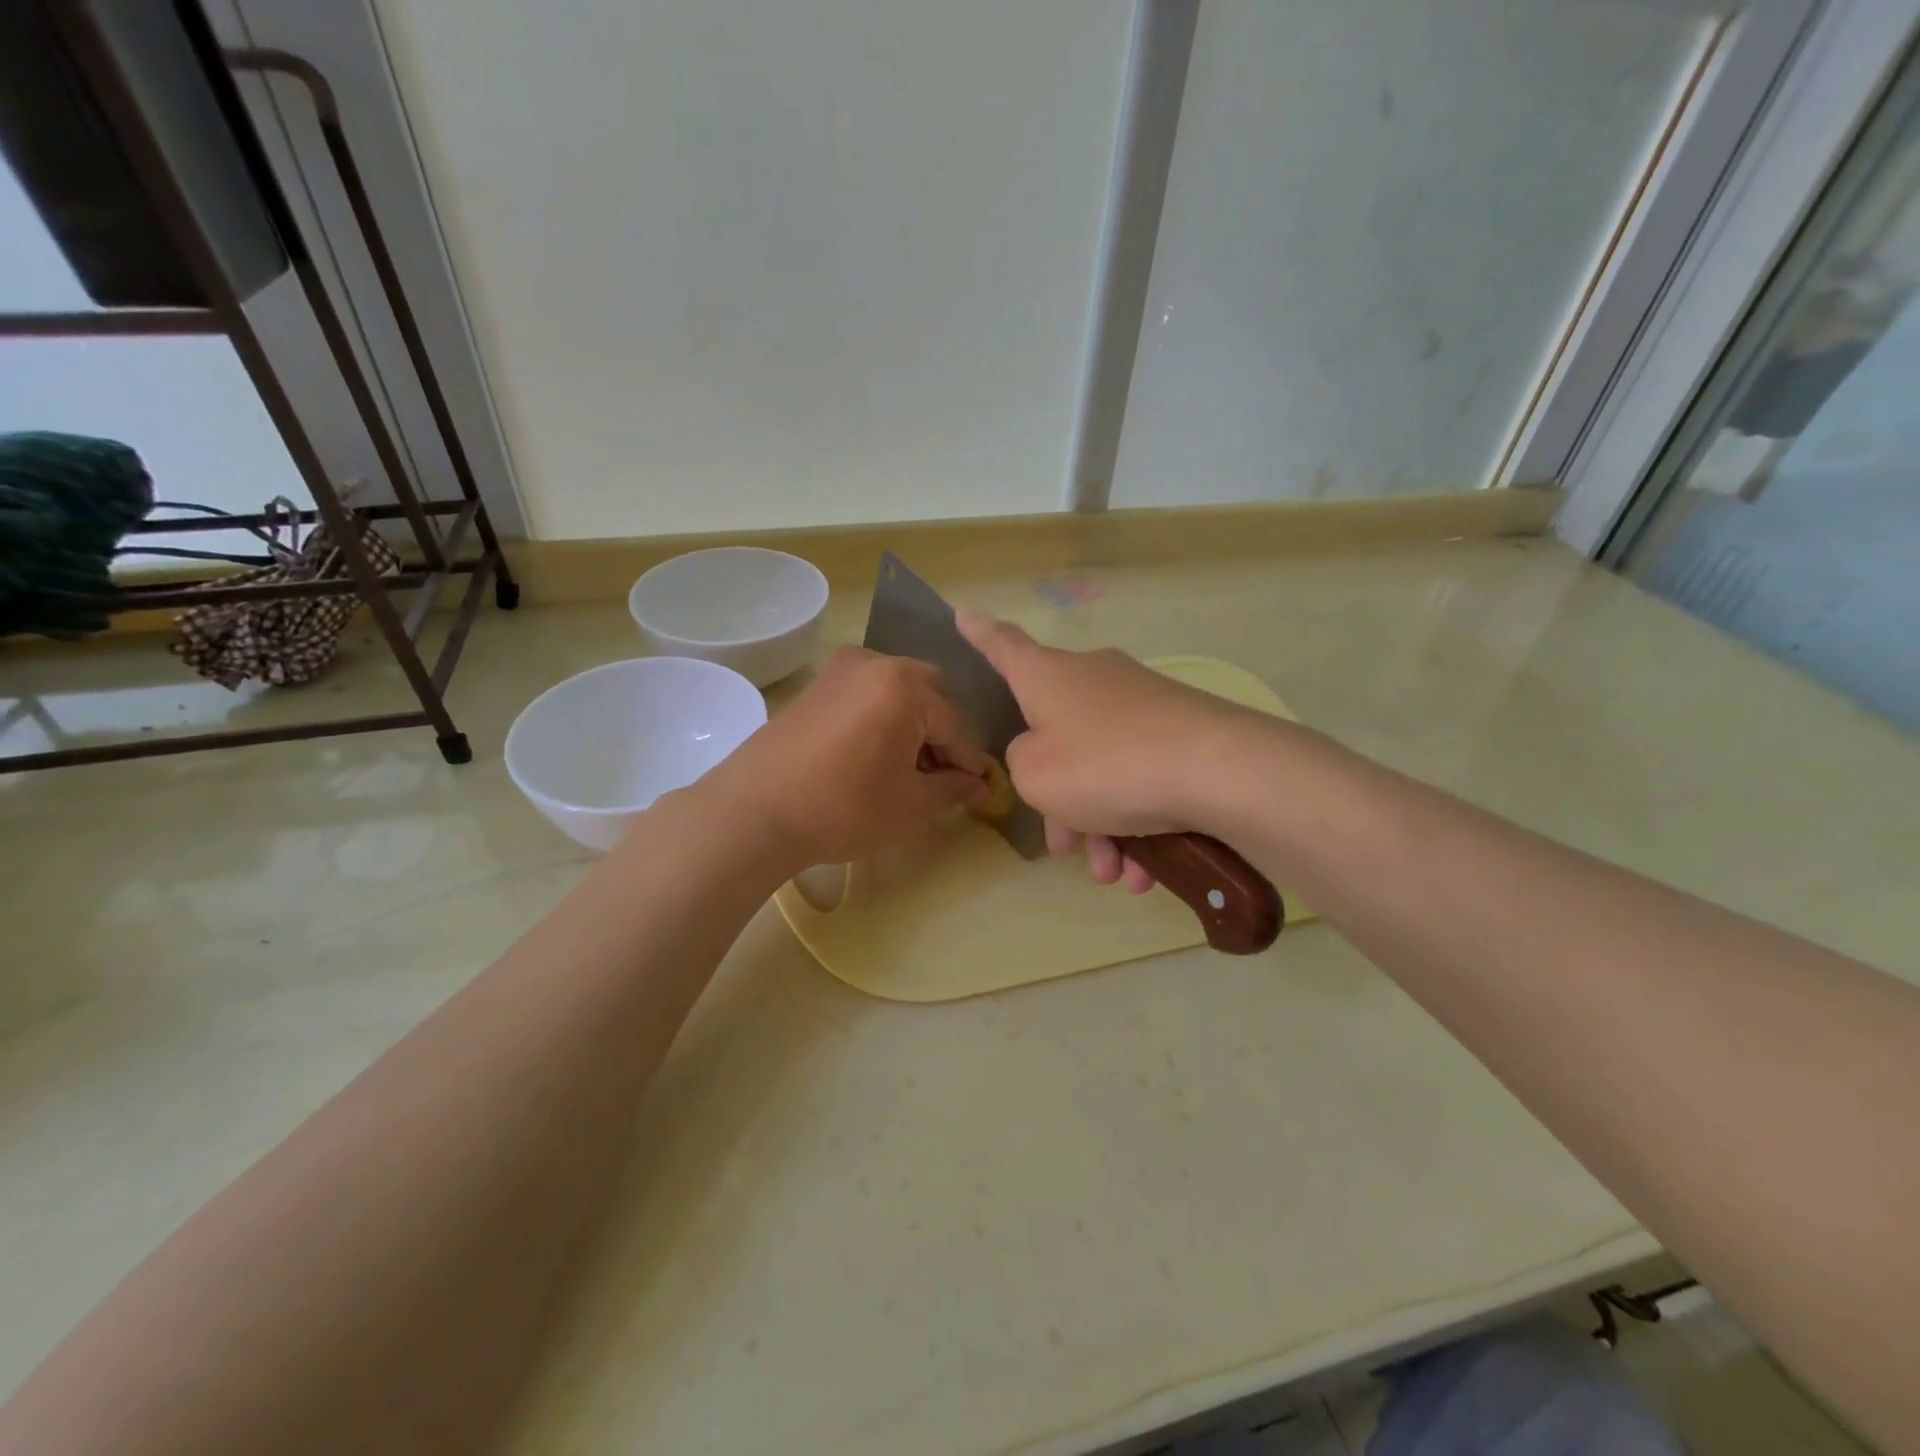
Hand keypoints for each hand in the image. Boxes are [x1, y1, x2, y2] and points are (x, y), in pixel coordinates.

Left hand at [703, 646, 988, 868]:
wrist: (753, 812)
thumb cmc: (843, 808)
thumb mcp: (912, 806)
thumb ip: (954, 789)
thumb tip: (978, 785)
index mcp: (905, 685)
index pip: (955, 725)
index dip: (969, 762)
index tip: (979, 790)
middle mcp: (875, 662)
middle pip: (929, 695)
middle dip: (941, 734)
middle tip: (937, 777)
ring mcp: (840, 670)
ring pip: (897, 691)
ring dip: (912, 724)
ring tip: (905, 770)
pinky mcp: (816, 686)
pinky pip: (866, 694)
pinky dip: (881, 718)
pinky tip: (872, 757)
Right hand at [956, 609, 1250, 891]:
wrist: (1219, 771)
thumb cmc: (1104, 765)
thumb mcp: (1034, 774)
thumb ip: (1020, 761)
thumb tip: (1043, 752)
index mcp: (1048, 677)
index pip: (1003, 646)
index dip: (980, 634)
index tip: (962, 612)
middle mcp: (1093, 679)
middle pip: (1058, 737)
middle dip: (1059, 801)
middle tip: (1065, 848)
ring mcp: (1141, 704)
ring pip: (1102, 769)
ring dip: (1100, 826)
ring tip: (1113, 874)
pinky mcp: (1180, 731)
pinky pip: (1141, 778)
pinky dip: (1137, 823)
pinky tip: (1144, 872)